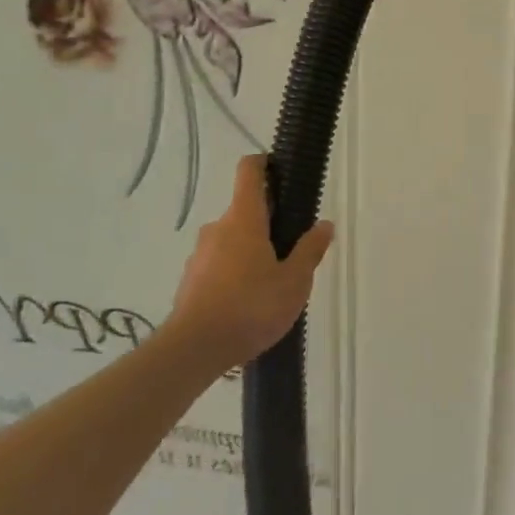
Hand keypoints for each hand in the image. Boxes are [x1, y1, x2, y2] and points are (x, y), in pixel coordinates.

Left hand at [166, 155, 333, 375]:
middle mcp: (218, 228)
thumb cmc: (251, 307)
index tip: (282, 172)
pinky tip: (250, 301)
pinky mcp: (191, 280)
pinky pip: (219, 263)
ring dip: (252, 249)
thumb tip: (324, 224)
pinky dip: (236, 271)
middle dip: (269, 222)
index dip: (265, 164)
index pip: (249, 171)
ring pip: (232, 239)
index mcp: (244, 219)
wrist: (194, 350)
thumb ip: (310, 250)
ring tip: (273, 282)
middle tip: (293, 248)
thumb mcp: (294, 281)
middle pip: (246, 209)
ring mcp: (200, 254)